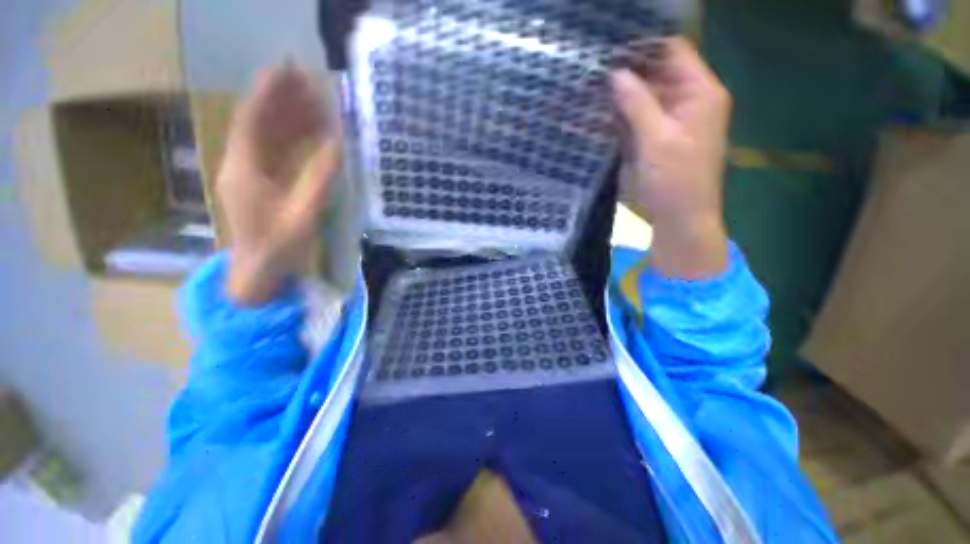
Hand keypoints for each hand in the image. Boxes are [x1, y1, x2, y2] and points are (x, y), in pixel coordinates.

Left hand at [218, 63, 341, 303]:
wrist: (260, 272)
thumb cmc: (279, 246)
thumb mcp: (303, 213)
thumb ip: (319, 178)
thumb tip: (337, 145)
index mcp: (244, 169)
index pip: (252, 119)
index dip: (268, 92)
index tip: (287, 68)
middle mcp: (242, 164)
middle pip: (259, 122)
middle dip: (283, 100)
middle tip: (311, 83)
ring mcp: (250, 173)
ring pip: (268, 136)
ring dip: (290, 118)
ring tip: (317, 105)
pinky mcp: (261, 183)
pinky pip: (276, 152)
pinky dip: (293, 139)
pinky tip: (312, 134)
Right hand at [612, 37, 730, 278]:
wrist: (679, 219)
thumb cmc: (676, 182)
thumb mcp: (657, 141)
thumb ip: (638, 105)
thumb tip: (616, 74)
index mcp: (700, 93)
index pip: (674, 51)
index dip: (644, 45)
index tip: (610, 47)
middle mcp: (687, 100)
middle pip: (657, 73)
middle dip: (626, 71)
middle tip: (592, 69)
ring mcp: (669, 121)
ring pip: (643, 97)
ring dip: (619, 95)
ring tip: (588, 88)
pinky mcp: (655, 139)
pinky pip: (636, 119)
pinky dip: (618, 116)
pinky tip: (596, 114)